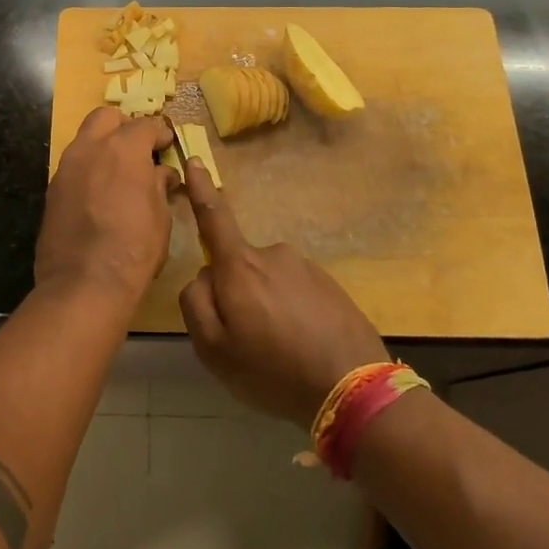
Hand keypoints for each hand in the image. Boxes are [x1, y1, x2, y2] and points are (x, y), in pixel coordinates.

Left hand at [34, 108, 177, 310]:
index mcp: (123, 148)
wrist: (84, 284)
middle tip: (139, 149)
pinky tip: (99, 194)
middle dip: (124, 127)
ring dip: (103, 147)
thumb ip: (158, 186)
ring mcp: (66, 167)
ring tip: (119, 173)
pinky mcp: (51, 190)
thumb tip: (161, 173)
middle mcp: (90, 148)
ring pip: (85, 139)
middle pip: (106, 117)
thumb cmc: (134, 249)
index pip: (145, 125)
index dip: (160, 134)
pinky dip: (88, 170)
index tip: (167, 145)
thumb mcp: (160, 217)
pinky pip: (73, 167)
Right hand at [179, 162, 387, 423]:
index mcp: (240, 266)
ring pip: (268, 282)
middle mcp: (273, 255)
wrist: (354, 389)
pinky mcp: (330, 285)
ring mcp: (306, 268)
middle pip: (239, 266)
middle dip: (236, 294)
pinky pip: (296, 294)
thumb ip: (195, 303)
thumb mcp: (214, 349)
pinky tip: (302, 348)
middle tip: (247, 342)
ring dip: (266, 307)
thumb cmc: (273, 370)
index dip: (201, 188)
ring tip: (279, 352)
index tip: (195, 160)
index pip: (214, 216)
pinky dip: (292, 315)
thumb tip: (203, 276)